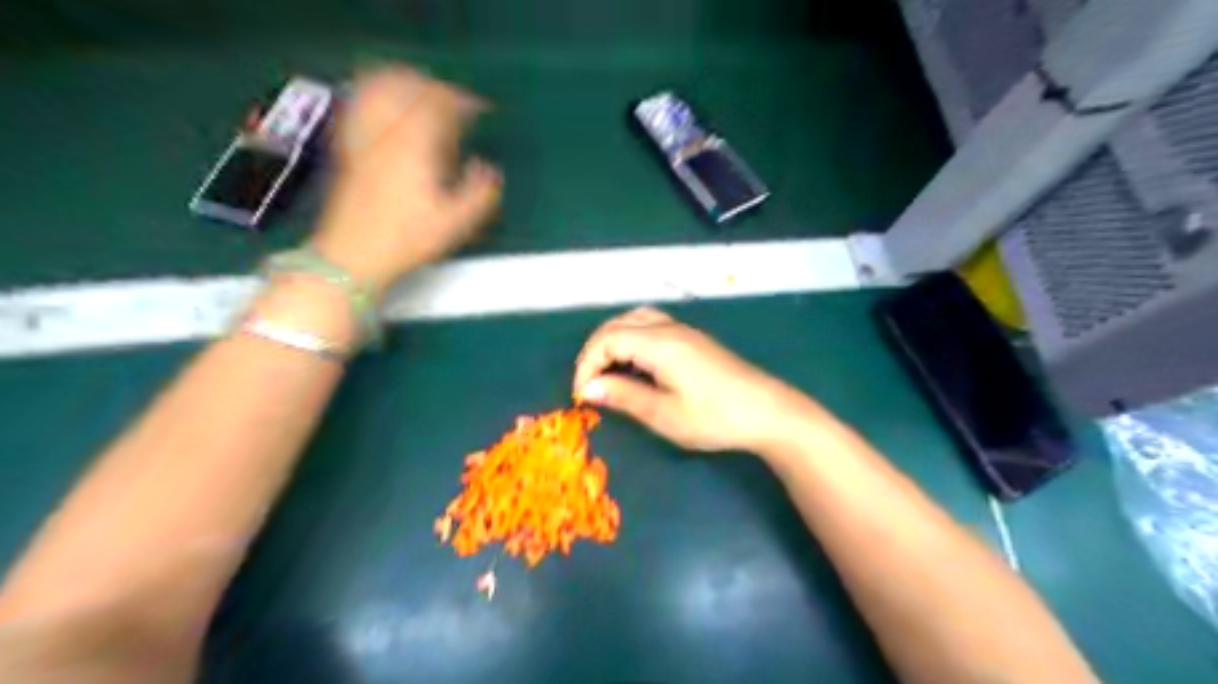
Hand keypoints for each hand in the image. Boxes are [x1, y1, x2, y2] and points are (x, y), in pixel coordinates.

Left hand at [315, 67, 505, 294]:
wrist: (353, 255)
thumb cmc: (408, 239)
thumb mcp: (455, 223)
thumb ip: (480, 193)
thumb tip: (491, 171)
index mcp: (415, 145)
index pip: (439, 103)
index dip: (464, 101)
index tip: (481, 110)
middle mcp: (387, 131)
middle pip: (410, 88)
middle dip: (437, 90)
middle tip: (456, 105)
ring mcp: (364, 137)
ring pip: (381, 89)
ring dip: (405, 84)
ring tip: (424, 94)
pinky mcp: (349, 147)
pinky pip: (360, 106)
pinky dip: (375, 95)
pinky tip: (385, 104)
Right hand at [574, 309, 822, 449]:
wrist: (767, 412)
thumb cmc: (714, 417)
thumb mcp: (665, 414)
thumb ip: (624, 396)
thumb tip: (588, 388)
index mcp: (658, 343)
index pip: (607, 340)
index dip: (587, 365)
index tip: (582, 395)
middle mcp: (668, 328)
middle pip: (618, 324)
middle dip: (595, 350)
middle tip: (589, 383)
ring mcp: (683, 331)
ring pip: (635, 319)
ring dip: (613, 339)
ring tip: (606, 370)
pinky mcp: (693, 339)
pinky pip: (651, 325)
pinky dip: (631, 337)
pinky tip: (634, 361)